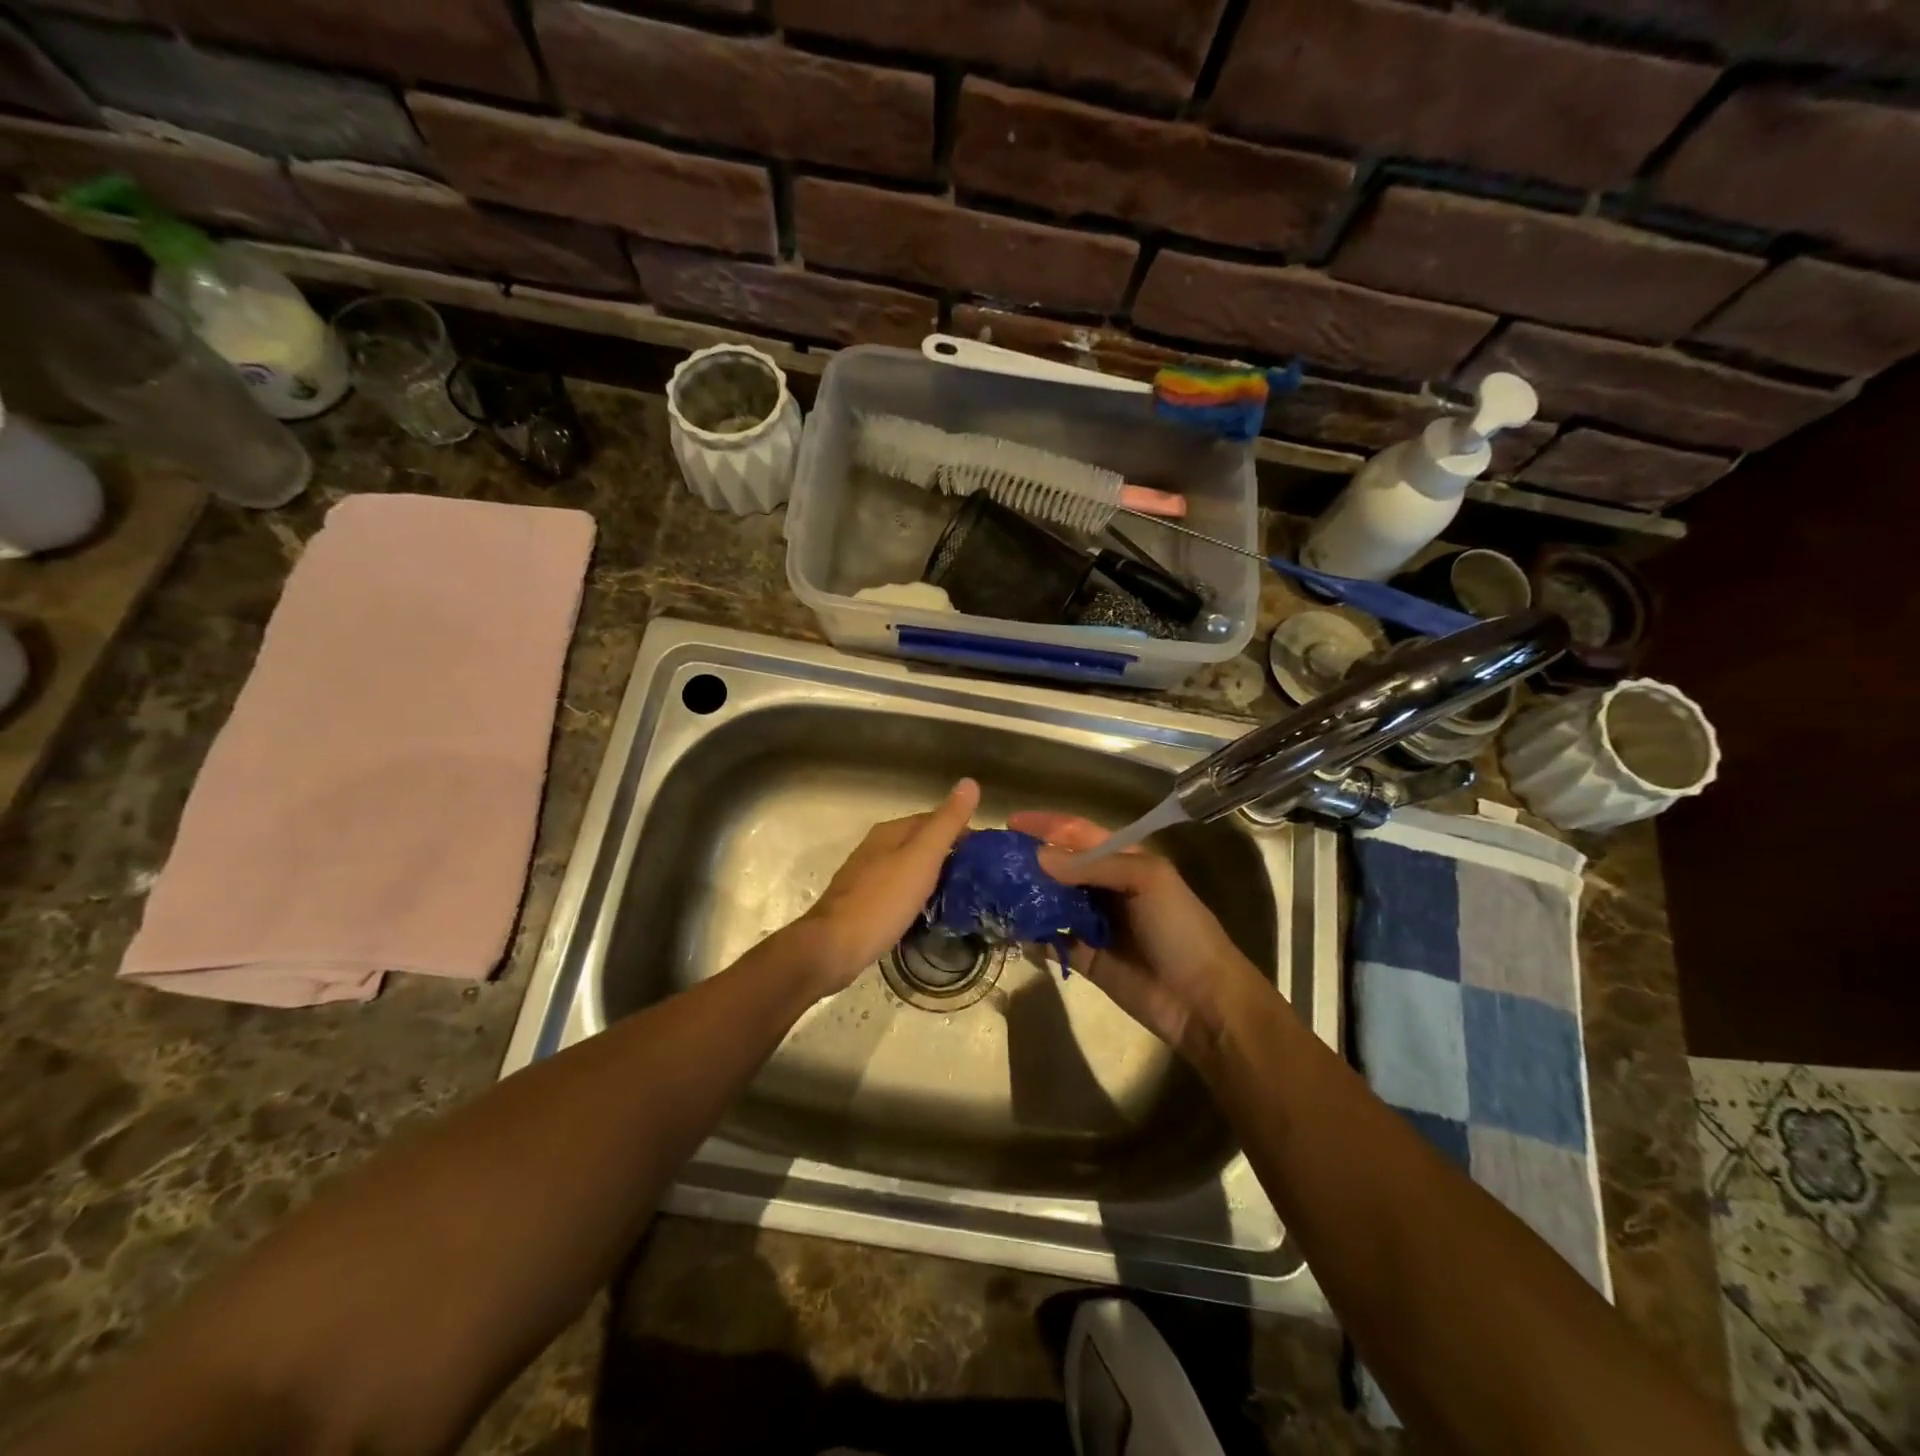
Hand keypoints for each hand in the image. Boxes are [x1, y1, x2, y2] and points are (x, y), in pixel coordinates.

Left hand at [796, 779, 980, 995]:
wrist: (833, 948)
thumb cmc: (882, 901)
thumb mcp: (921, 858)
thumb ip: (946, 823)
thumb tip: (969, 782)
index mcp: (890, 832)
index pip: (933, 819)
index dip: (961, 831)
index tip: (986, 853)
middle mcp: (875, 848)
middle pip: (919, 843)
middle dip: (948, 855)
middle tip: (979, 877)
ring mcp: (866, 877)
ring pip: (908, 868)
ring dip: (933, 876)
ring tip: (961, 895)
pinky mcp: (863, 904)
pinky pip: (898, 891)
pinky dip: (917, 896)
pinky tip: (928, 912)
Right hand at [1008, 811, 1264, 1060]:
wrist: (1202, 1001)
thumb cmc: (1180, 929)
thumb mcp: (1148, 880)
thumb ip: (1094, 865)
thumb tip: (1038, 858)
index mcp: (1125, 860)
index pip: (1078, 834)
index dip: (1047, 825)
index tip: (1010, 823)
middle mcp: (1105, 886)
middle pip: (1059, 866)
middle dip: (1027, 859)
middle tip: (989, 859)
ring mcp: (1092, 922)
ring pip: (1050, 901)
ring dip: (1024, 894)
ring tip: (989, 889)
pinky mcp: (1083, 956)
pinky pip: (1050, 939)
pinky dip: (1029, 932)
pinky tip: (1006, 925)